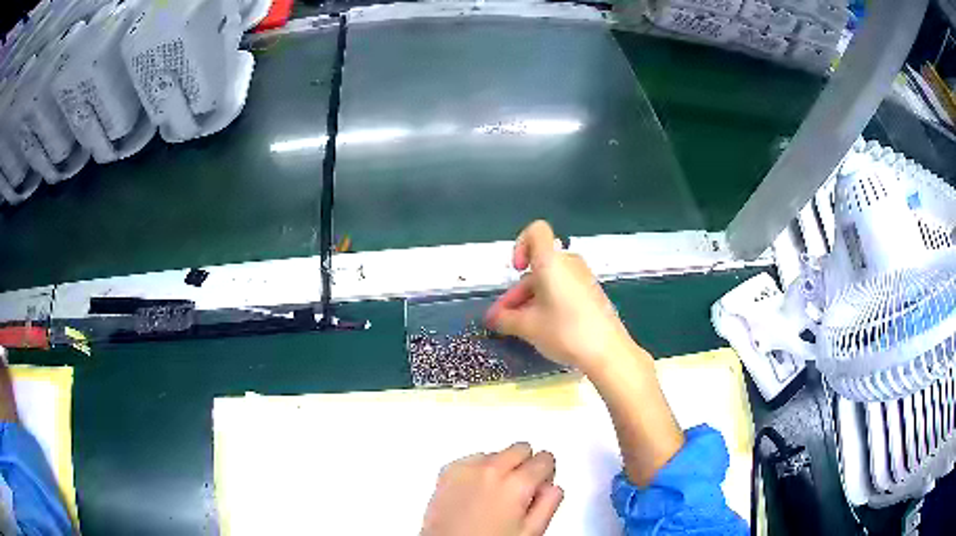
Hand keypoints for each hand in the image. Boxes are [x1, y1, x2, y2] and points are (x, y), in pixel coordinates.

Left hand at [421, 443, 563, 535]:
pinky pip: (471, 459)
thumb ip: (548, 504)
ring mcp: (467, 468)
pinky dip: (477, 470)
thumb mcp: (530, 532)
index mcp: (517, 484)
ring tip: (494, 494)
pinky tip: (476, 491)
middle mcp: (492, 469)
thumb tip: (552, 487)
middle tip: (520, 489)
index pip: (545, 459)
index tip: (540, 486)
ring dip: (500, 467)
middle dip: (525, 465)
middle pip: (521, 448)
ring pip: (495, 453)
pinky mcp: (447, 471)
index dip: (546, 474)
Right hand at [485, 221, 637, 373]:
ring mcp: (583, 278)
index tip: (516, 270)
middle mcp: (569, 263)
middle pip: (538, 265)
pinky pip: (564, 289)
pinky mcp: (592, 294)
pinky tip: (543, 328)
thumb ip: (505, 319)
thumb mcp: (528, 327)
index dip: (520, 245)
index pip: (535, 231)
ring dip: (532, 299)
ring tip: (520, 327)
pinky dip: (549, 302)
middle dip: (518, 289)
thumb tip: (494, 318)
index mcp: (551, 261)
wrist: (607, 351)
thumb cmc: (565, 331)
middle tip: (505, 317)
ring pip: (550, 280)